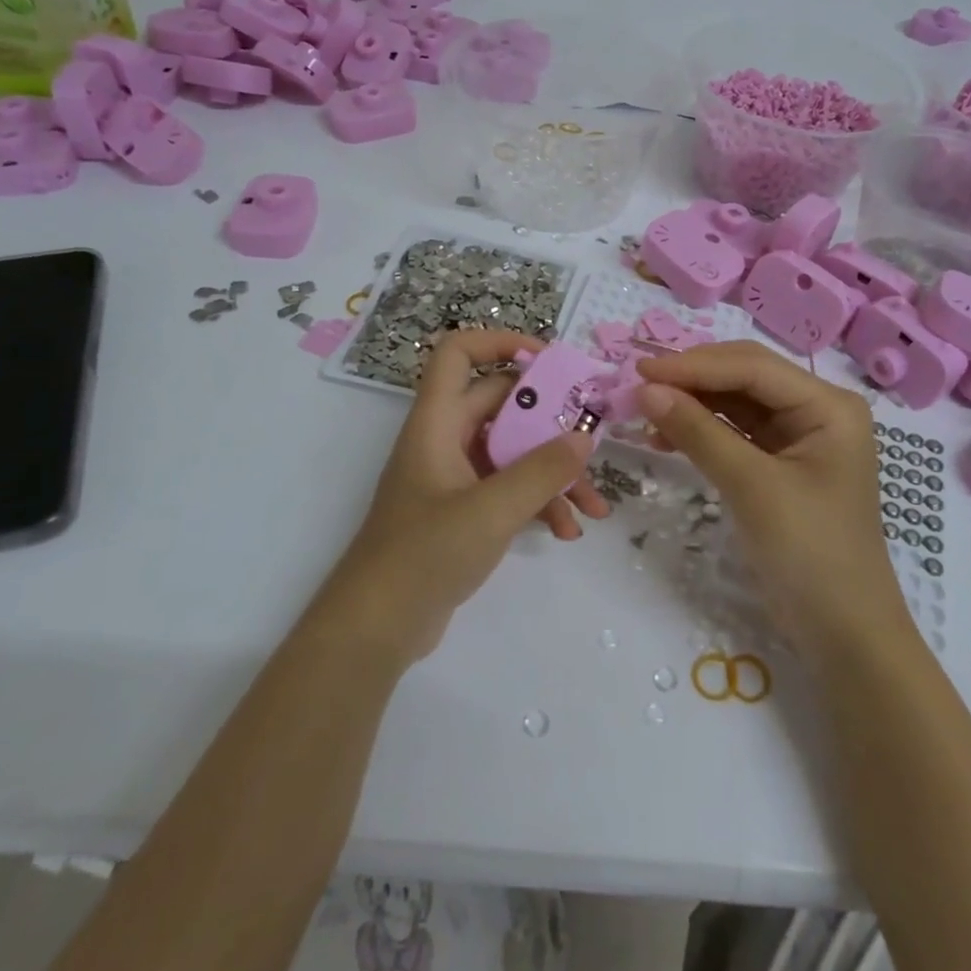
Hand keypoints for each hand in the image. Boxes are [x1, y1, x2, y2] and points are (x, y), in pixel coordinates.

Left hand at [314, 330, 611, 666]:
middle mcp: (445, 440)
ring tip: (593, 508)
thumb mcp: (492, 509)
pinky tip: (567, 531)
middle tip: (594, 441)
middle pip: (503, 406)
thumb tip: (584, 436)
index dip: (500, 342)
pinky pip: (509, 489)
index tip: (550, 361)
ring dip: (554, 474)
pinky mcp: (463, 511)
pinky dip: (539, 503)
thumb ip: (542, 471)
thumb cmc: (425, 554)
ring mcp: (454, 477)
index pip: (458, 353)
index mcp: (438, 422)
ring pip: (513, 453)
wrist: (376, 628)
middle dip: (551, 425)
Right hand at [635, 341, 903, 655]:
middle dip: (692, 379)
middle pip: (744, 376)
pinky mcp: (780, 464)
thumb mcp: (752, 487)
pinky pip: (735, 432)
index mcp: (828, 406)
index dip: (694, 365)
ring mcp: (799, 437)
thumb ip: (699, 432)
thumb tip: (645, 390)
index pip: (752, 368)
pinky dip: (701, 431)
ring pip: (736, 403)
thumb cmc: (810, 553)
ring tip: (644, 411)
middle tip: (638, 385)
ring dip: (692, 403)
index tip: (640, 369)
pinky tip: (665, 436)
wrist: (843, 633)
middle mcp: (816, 410)